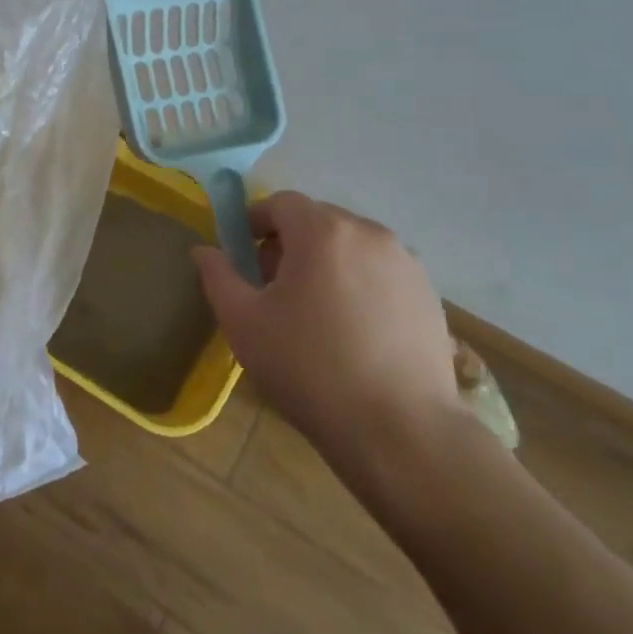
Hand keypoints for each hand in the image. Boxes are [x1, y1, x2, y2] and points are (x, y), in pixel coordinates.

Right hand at [193, 192, 466, 491]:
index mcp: (322, 231)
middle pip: (318, 221)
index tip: (243, 256)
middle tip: (273, 288)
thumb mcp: (243, 322)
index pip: (281, 203)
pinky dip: (359, 285)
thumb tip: (204, 250)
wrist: (400, 430)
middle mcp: (369, 233)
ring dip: (326, 263)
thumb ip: (218, 276)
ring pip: (351, 246)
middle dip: (289, 243)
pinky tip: (353, 332)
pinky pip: (380, 273)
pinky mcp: (429, 295)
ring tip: (315, 312)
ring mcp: (406, 263)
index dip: (255, 221)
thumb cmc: (309, 368)